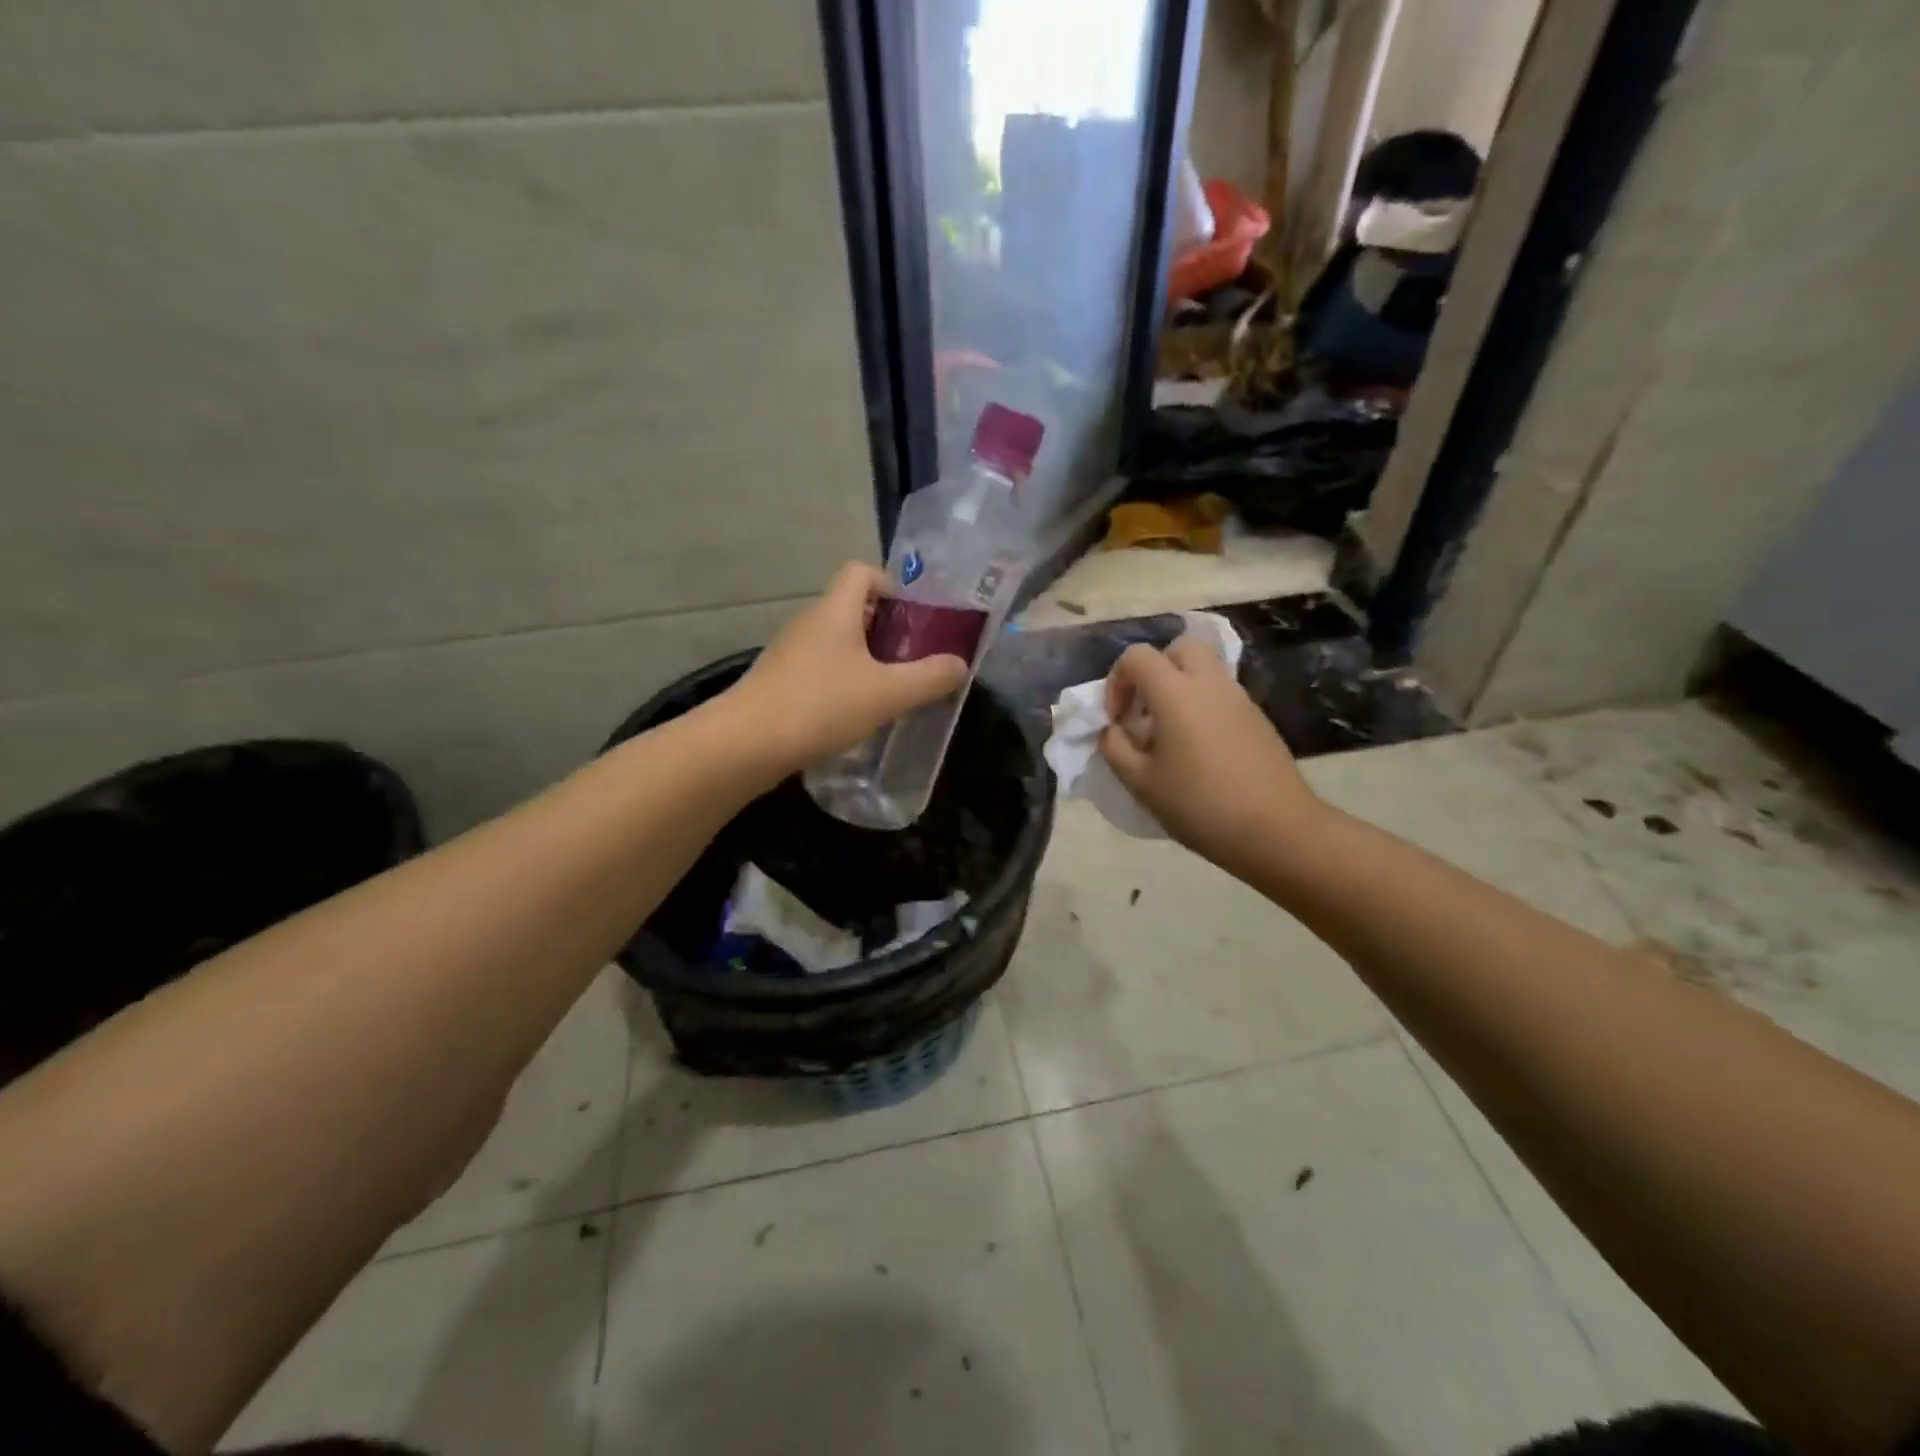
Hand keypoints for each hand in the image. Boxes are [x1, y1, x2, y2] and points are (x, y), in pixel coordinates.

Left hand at [721, 562, 968, 777]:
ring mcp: (789, 652)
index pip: (861, 571)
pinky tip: (853, 714)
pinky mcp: (778, 681)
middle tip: (910, 661)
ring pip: (835, 641)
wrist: (746, 744)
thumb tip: (959, 665)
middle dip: (885, 629)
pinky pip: (819, 668)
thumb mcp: (888, 693)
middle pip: (851, 607)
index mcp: (835, 611)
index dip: (890, 585)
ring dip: (863, 659)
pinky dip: (841, 681)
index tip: (912, 619)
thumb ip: (930, 678)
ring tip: (888, 691)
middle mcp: (809, 622)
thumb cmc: (822, 706)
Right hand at [1098, 636, 1325, 874]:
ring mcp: (1239, 698)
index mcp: (1176, 693)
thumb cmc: (1199, 805)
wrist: (1276, 829)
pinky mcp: (1258, 718)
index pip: (1137, 657)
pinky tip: (1198, 750)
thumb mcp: (1141, 782)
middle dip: (1154, 671)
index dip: (1117, 681)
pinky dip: (1202, 706)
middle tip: (1144, 711)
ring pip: (1204, 670)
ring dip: (1179, 688)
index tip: (1116, 720)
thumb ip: (1115, 747)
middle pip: (1179, 648)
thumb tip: (1112, 730)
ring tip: (1169, 735)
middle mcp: (1210, 683)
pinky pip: (1221, 694)